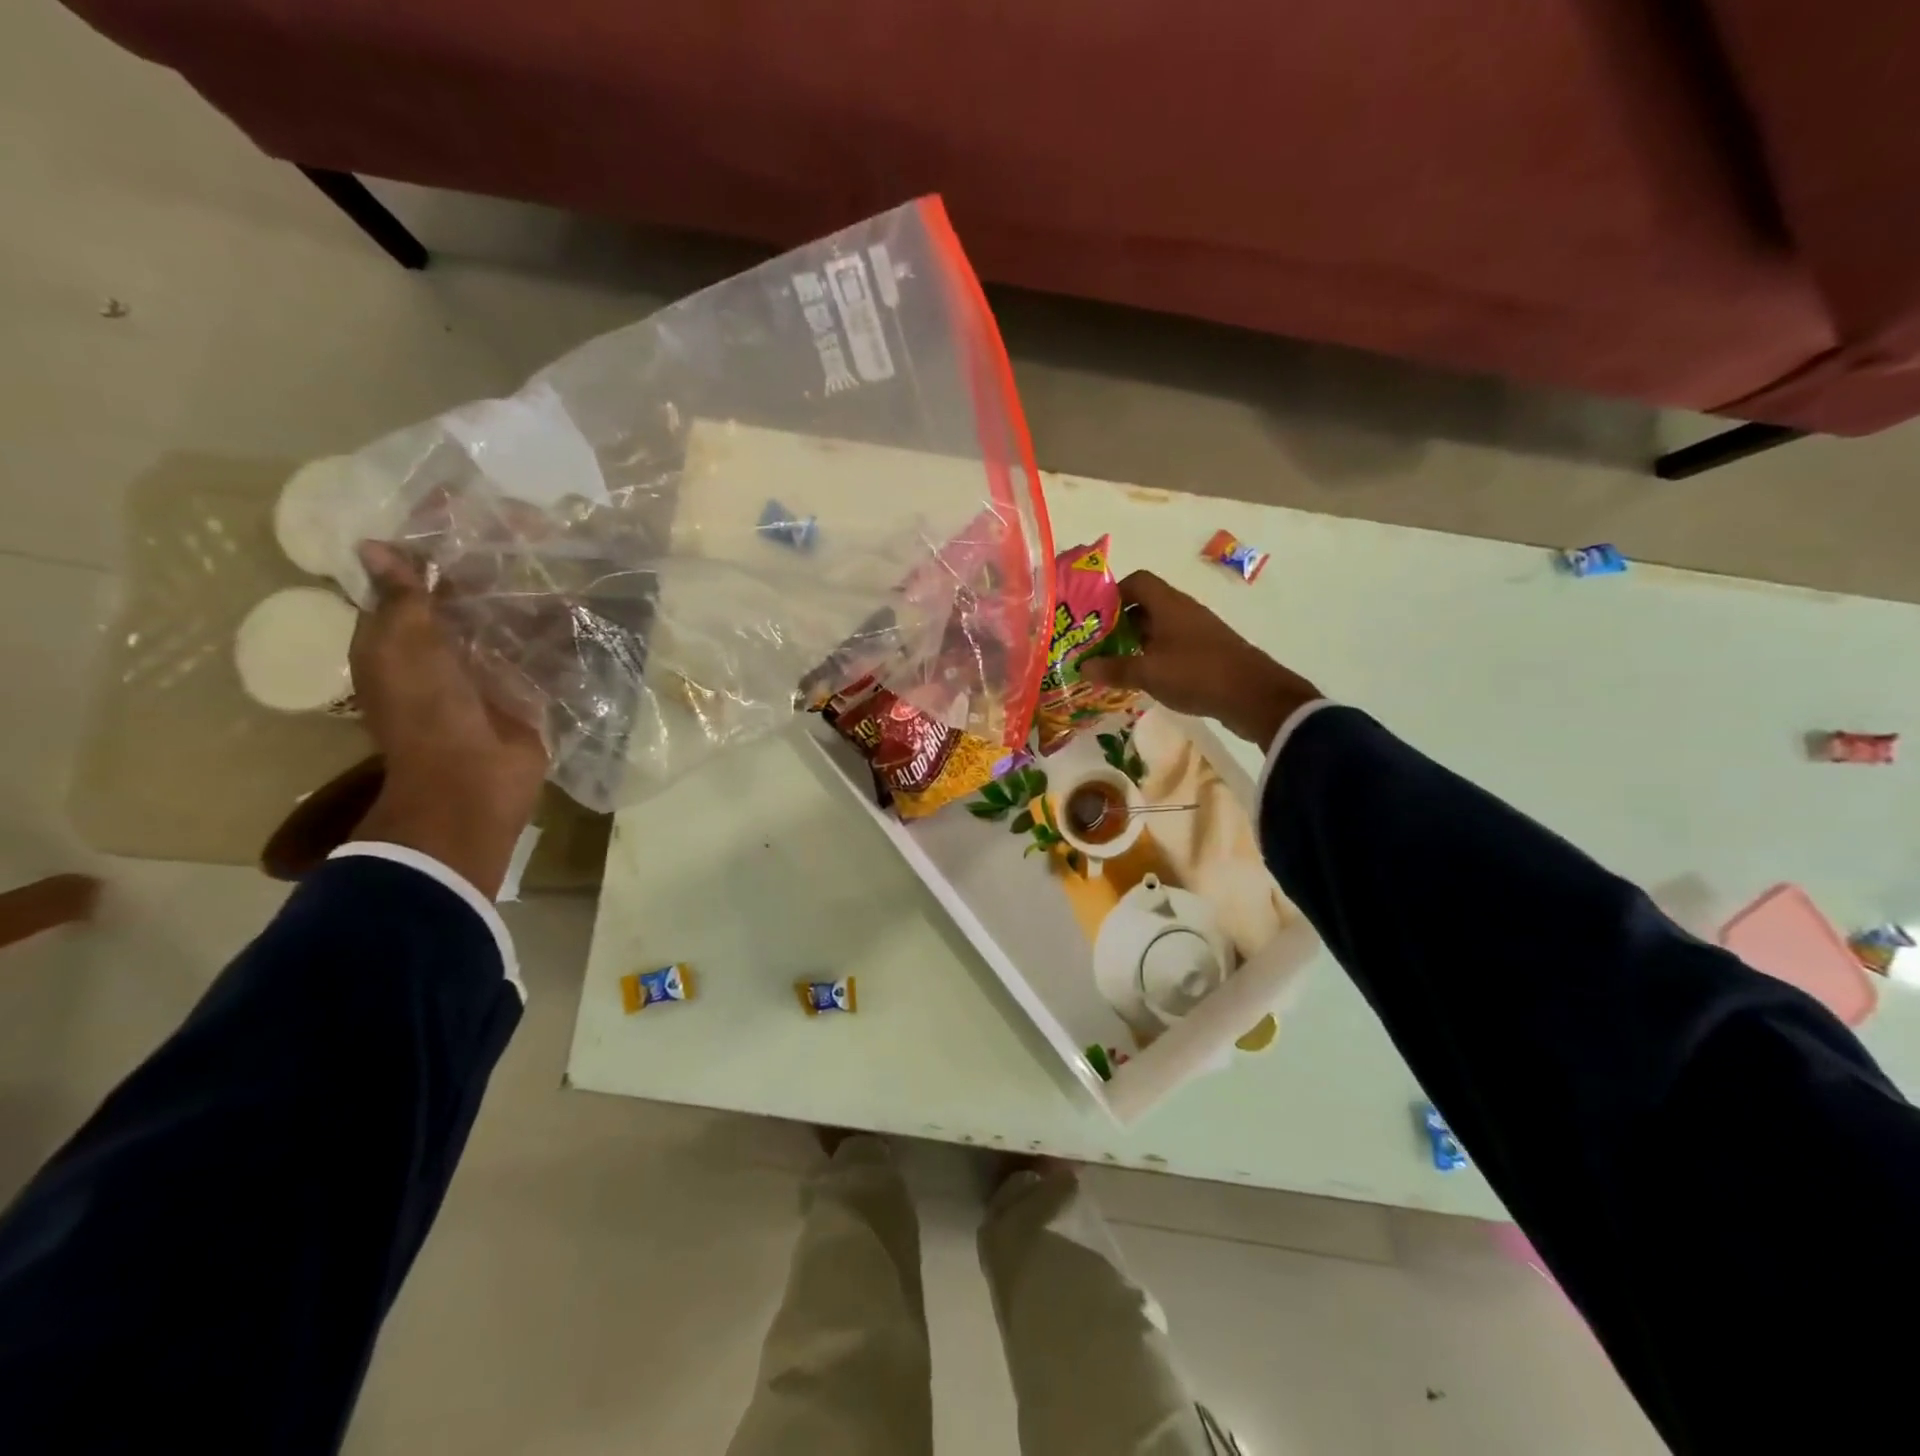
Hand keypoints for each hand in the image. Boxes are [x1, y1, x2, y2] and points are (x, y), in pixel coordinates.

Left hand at [349, 542, 549, 896]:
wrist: (471, 782)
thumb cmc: (426, 713)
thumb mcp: (403, 650)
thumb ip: (402, 599)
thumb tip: (378, 546)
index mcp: (404, 633)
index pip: (414, 572)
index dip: (432, 538)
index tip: (462, 502)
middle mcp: (447, 645)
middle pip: (470, 591)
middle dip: (494, 560)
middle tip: (531, 524)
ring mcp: (492, 667)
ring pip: (511, 617)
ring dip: (533, 592)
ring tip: (564, 554)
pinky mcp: (530, 687)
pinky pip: (545, 650)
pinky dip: (560, 630)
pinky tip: (582, 603)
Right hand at [1079, 571, 1320, 747]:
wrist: (1253, 695)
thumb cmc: (1196, 673)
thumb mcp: (1148, 673)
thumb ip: (1114, 668)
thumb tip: (1083, 666)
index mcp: (1168, 604)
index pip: (1137, 581)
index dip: (1113, 593)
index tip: (1093, 616)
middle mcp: (1183, 610)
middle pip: (1145, 604)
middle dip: (1119, 621)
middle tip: (1096, 643)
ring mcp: (1197, 630)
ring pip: (1159, 626)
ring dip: (1136, 640)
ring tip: (1114, 662)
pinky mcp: (1206, 651)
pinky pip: (1172, 644)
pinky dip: (1154, 654)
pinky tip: (1144, 676)